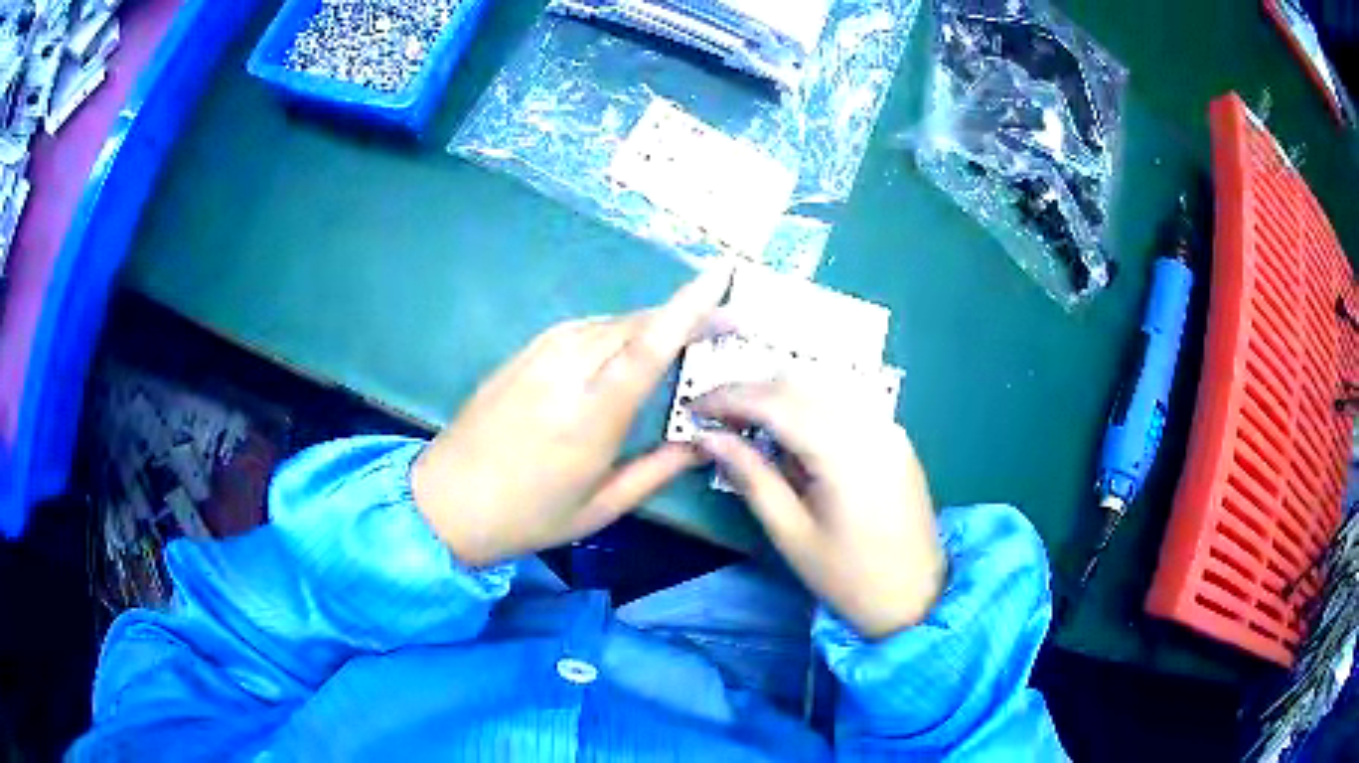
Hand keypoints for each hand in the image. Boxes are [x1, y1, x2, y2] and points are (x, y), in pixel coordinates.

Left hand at [411, 268, 730, 565]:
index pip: (649, 346)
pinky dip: (613, 331)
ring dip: (648, 323)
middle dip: (681, 315)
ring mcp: (537, 357)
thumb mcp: (600, 507)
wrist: (445, 502)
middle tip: (721, 325)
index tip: (720, 276)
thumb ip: (658, 470)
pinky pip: (579, 329)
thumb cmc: (527, 516)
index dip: (688, 307)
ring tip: (680, 337)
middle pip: (634, 325)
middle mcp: (565, 372)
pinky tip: (624, 348)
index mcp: (590, 415)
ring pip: (607, 322)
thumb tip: (705, 442)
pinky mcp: (521, 354)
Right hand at [691, 382, 945, 638]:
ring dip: (779, 396)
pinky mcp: (894, 436)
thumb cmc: (847, 577)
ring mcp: (887, 426)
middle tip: (714, 417)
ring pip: (823, 387)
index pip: (776, 401)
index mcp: (843, 451)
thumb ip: (751, 476)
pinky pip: (845, 402)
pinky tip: (791, 433)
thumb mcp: (791, 533)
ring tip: (746, 424)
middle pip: (800, 384)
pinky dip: (809, 406)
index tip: (694, 406)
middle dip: (751, 392)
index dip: (730, 397)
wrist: (916, 596)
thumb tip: (708, 436)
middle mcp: (870, 424)